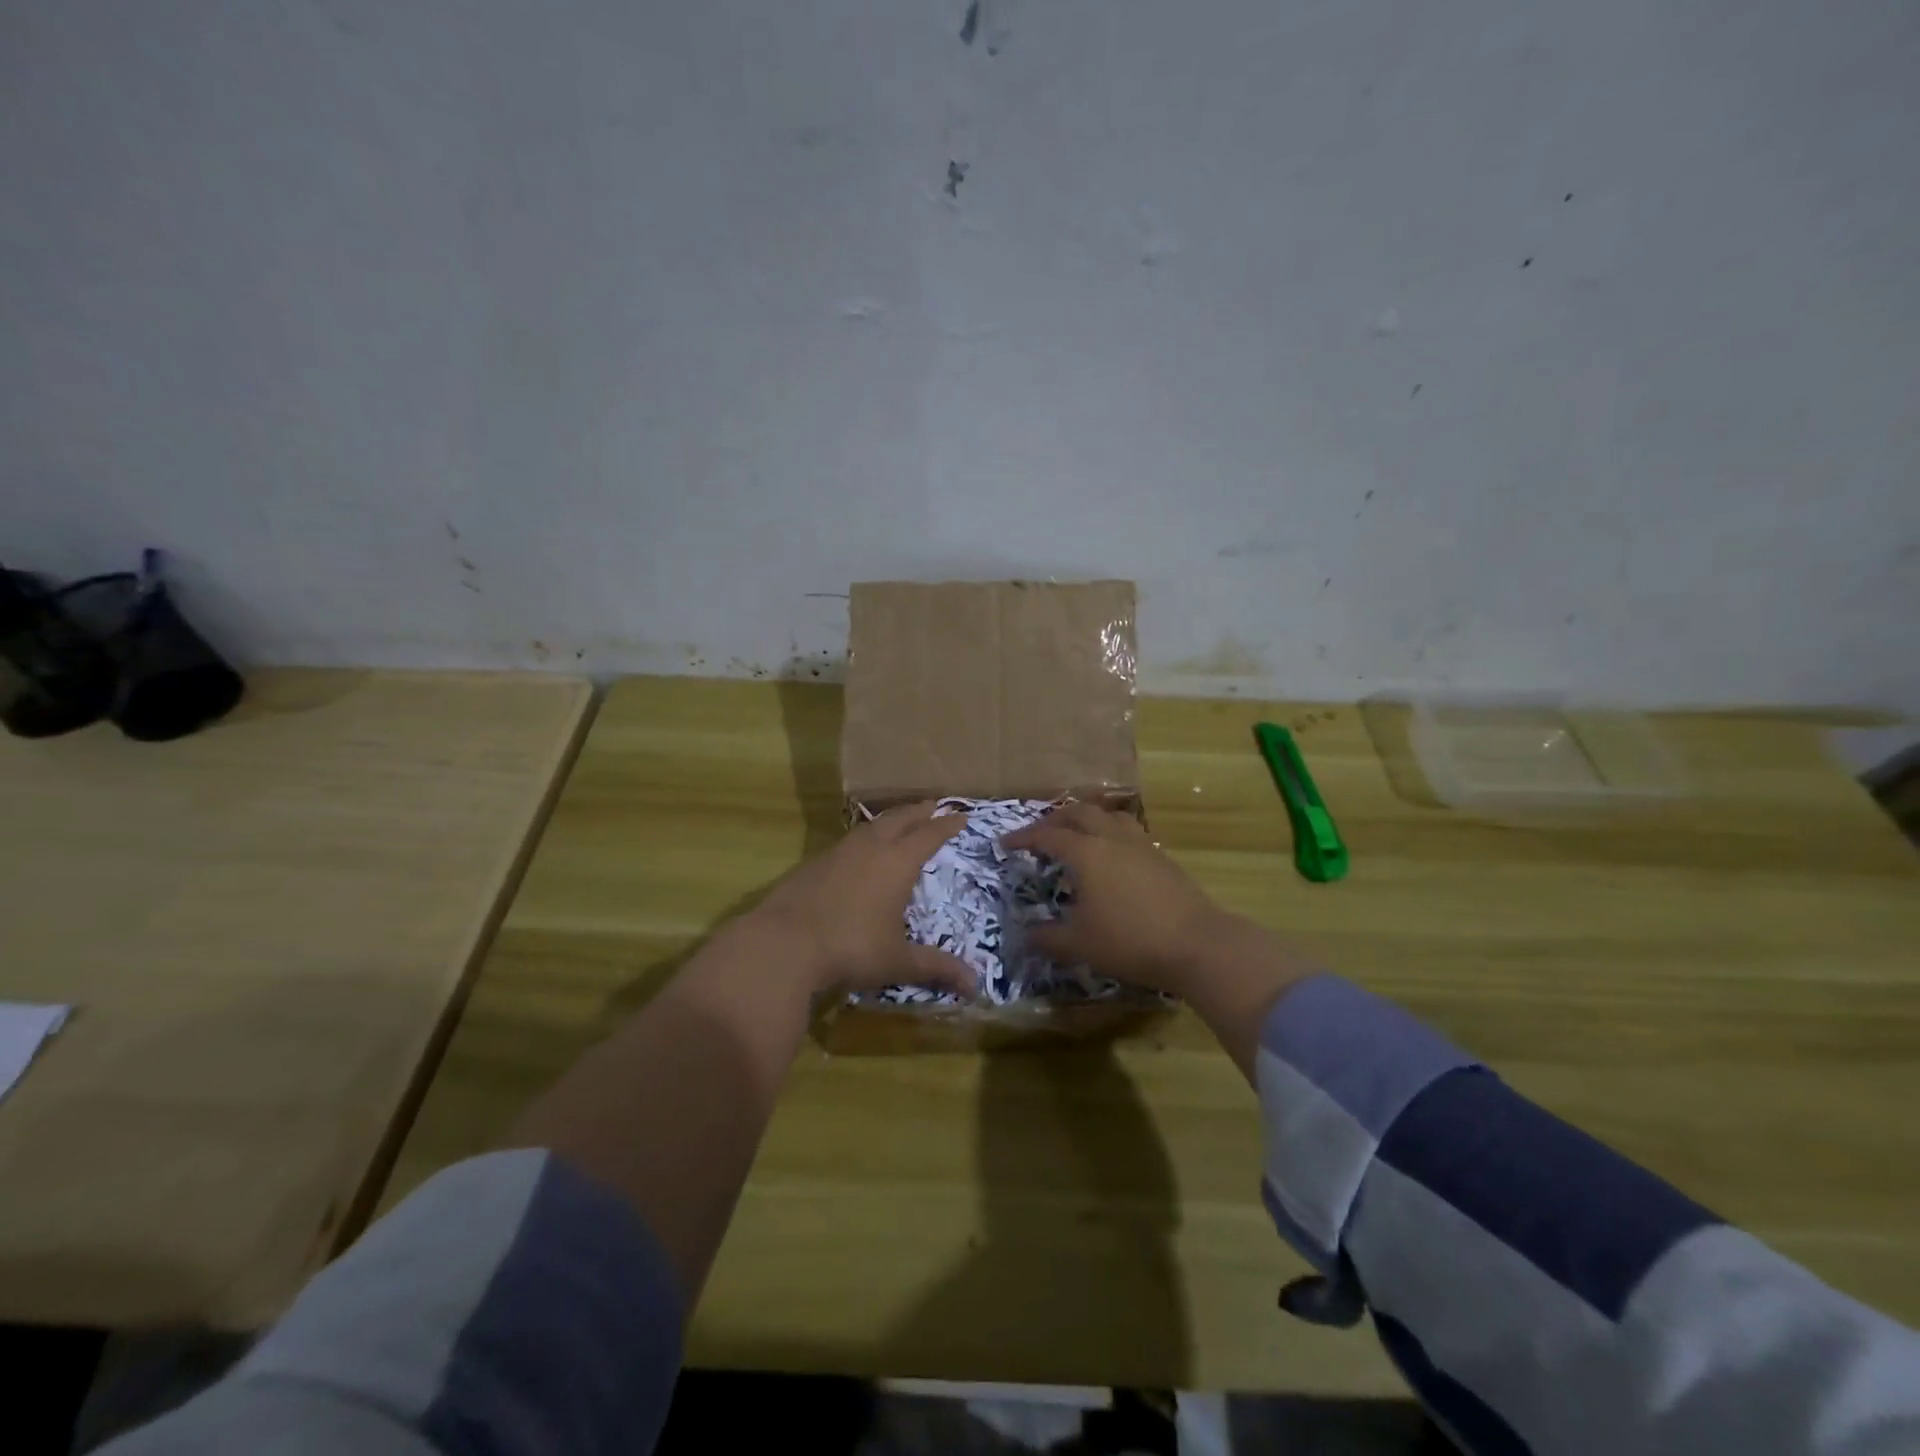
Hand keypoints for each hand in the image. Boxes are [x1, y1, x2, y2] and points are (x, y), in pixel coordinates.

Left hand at [745, 801, 977, 999]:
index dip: (946, 826)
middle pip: (899, 820)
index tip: (961, 817)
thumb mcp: (897, 961)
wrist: (783, 944)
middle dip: (919, 811)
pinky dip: (863, 838)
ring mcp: (838, 852)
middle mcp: (870, 848)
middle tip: (933, 805)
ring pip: (870, 826)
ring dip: (890, 820)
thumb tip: (976, 985)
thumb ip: (935, 967)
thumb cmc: (850, 948)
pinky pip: (848, 841)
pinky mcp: (813, 863)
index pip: (928, 835)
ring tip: (898, 821)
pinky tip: (859, 851)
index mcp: (897, 863)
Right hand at [1004, 802, 1243, 996]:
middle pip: (1078, 813)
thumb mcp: (1080, 945)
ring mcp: (1140, 844)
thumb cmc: (1130, 941)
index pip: (1047, 836)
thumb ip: (1047, 938)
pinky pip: (1128, 831)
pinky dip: (1109, 833)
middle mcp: (1111, 838)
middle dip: (1054, 820)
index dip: (1023, 838)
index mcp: (1086, 852)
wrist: (1197, 944)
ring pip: (1108, 816)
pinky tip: (1112, 856)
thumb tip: (1025, 935)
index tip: (1006, 844)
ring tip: (1077, 835)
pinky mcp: (1161, 857)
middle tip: (1039, 834)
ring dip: (1086, 819)